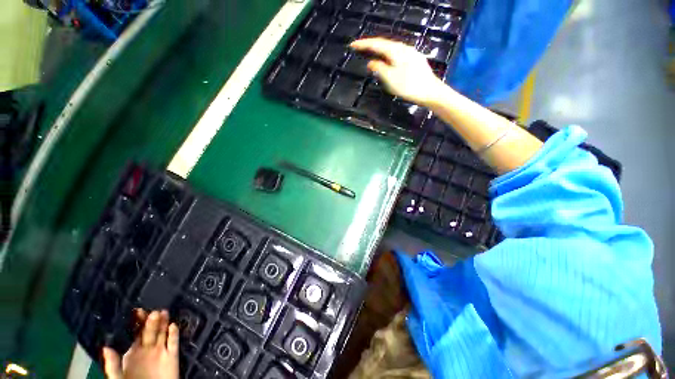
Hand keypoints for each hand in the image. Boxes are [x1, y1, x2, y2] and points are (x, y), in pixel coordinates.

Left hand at [102, 309, 179, 378]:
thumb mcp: (118, 378)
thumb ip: (112, 365)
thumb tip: (105, 347)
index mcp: (133, 352)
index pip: (136, 333)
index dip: (137, 322)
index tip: (138, 311)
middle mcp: (148, 348)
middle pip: (151, 331)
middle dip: (152, 321)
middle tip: (153, 312)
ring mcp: (161, 351)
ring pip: (163, 333)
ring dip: (164, 323)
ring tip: (164, 313)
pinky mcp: (172, 356)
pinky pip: (174, 342)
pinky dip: (174, 334)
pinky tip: (173, 326)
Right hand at [349, 38, 445, 105]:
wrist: (430, 91)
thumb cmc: (408, 86)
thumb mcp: (390, 78)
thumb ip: (379, 68)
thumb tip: (371, 63)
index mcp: (395, 51)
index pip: (376, 44)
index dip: (363, 44)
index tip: (352, 45)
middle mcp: (403, 48)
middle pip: (384, 44)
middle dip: (371, 45)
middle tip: (360, 48)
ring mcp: (410, 53)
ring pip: (391, 48)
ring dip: (380, 50)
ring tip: (371, 53)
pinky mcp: (415, 59)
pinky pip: (397, 53)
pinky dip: (388, 55)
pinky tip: (387, 59)